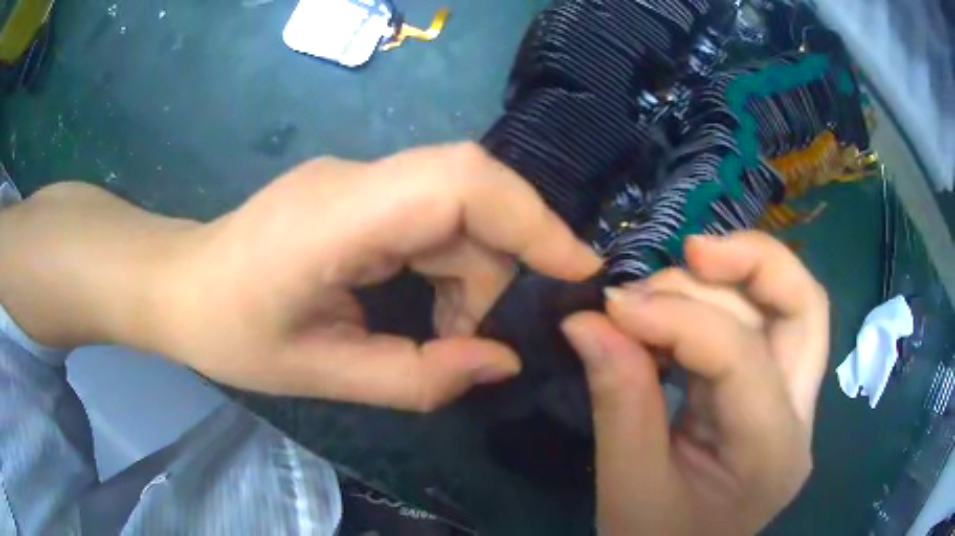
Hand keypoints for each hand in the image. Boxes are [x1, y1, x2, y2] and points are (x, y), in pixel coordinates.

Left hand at [157, 143, 600, 409]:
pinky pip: (428, 216)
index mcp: (336, 216)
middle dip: (495, 270)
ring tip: (439, 334)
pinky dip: (445, 266)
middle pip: (467, 197)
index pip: (460, 182)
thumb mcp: (321, 375)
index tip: (578, 268)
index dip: (532, 218)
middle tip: (476, 338)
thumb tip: (502, 362)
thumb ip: (418, 377)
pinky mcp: (356, 192)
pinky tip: (419, 308)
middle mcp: (354, 179)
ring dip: (467, 275)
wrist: (178, 286)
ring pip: (453, 210)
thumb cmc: (229, 333)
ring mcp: (355, 179)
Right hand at [562, 232, 828, 534]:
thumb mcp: (627, 485)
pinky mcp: (773, 398)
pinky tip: (675, 316)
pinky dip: (719, 308)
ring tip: (665, 289)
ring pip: (789, 309)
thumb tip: (586, 319)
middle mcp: (799, 420)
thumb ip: (617, 399)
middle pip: (805, 308)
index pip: (741, 358)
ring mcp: (792, 406)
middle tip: (689, 250)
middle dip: (752, 263)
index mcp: (770, 455)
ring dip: (732, 280)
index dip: (677, 317)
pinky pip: (759, 330)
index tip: (611, 304)